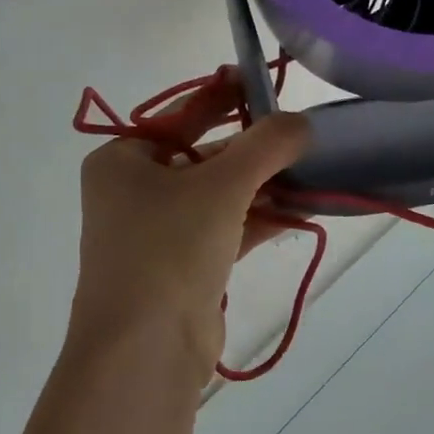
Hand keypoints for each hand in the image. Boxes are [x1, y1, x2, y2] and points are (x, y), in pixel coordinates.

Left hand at [68, 75, 309, 381]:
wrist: (145, 351)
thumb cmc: (169, 249)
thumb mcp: (221, 186)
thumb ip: (265, 146)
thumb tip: (302, 122)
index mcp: (122, 160)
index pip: (181, 114)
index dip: (224, 96)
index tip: (264, 81)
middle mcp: (134, 192)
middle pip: (203, 154)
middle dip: (253, 147)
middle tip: (299, 132)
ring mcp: (158, 232)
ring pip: (219, 194)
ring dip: (263, 184)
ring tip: (311, 169)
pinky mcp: (183, 267)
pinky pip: (227, 228)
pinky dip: (260, 218)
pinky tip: (301, 209)